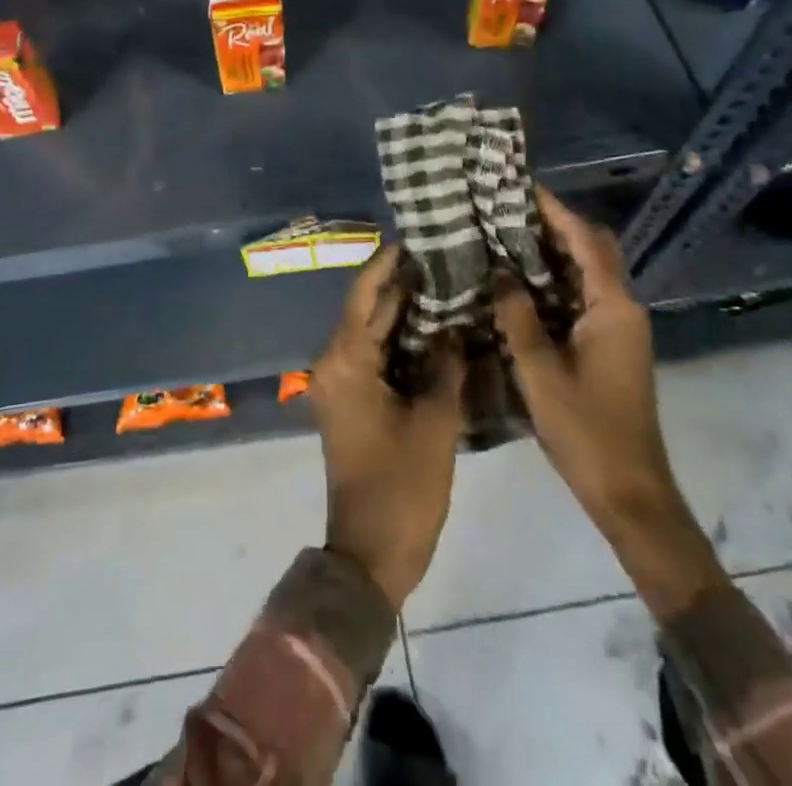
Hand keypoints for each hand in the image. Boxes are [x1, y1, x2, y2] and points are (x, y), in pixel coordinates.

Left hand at [310, 243, 465, 609]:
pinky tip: (436, 330)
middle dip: (402, 285)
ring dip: (404, 312)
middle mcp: (335, 363)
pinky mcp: (352, 401)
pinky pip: (375, 356)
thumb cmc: (402, 486)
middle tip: (442, 258)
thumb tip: (456, 327)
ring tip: (445, 284)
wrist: (371, 553)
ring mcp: (341, 384)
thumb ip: (446, 366)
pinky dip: (401, 341)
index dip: (387, 264)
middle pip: (367, 310)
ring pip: (373, 333)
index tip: (415, 239)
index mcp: (345, 360)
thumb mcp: (434, 422)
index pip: (364, 294)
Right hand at [494, 187, 725, 619]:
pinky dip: (556, 280)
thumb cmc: (585, 429)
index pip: (586, 241)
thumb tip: (500, 272)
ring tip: (507, 237)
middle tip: (508, 212)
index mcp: (613, 308)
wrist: (629, 491)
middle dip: (556, 226)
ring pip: (588, 273)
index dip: (556, 211)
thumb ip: (517, 316)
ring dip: (554, 252)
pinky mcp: (610, 345)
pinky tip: (521, 283)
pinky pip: (583, 296)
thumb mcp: (540, 371)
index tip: (522, 187)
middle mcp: (622, 309)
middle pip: (594, 250)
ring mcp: (619, 328)